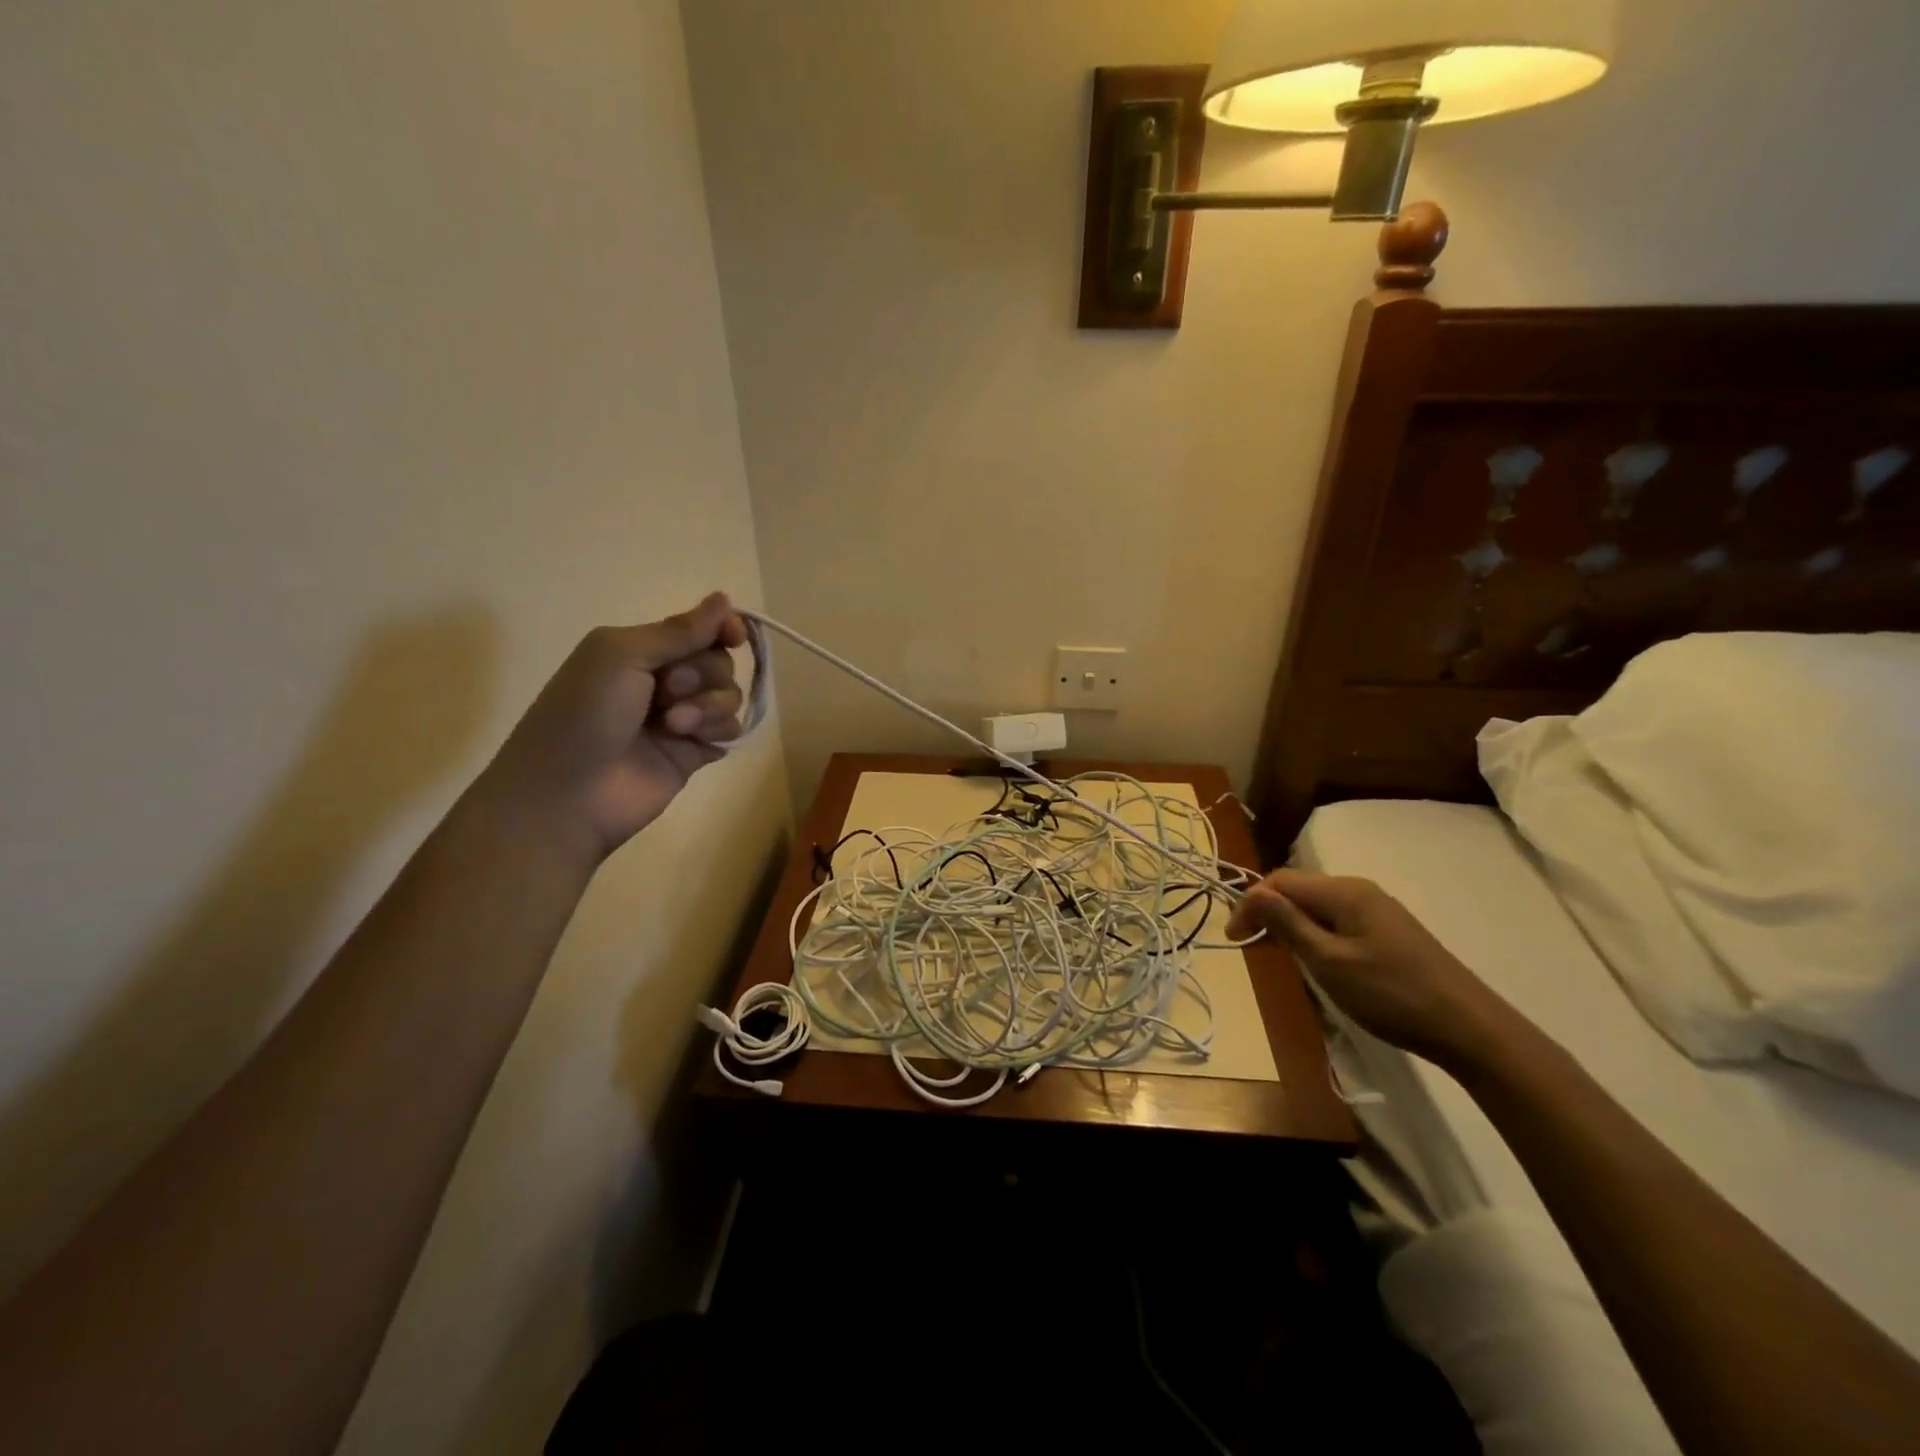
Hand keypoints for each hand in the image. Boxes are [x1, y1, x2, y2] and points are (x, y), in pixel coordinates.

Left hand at [480, 592, 749, 859]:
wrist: (568, 793)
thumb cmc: (584, 714)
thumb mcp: (621, 655)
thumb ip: (679, 630)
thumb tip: (725, 598)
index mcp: (640, 649)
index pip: (699, 629)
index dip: (723, 628)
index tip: (735, 636)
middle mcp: (663, 680)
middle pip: (720, 661)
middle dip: (703, 671)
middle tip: (667, 688)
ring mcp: (681, 718)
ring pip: (729, 695)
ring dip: (709, 704)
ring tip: (674, 724)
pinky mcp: (694, 753)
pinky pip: (731, 730)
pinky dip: (717, 730)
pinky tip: (692, 742)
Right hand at [1227, 869, 1504, 1067]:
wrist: (1468, 1027)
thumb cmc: (1391, 994)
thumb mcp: (1329, 962)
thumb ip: (1289, 924)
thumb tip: (1253, 892)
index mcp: (1343, 891)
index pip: (1279, 881)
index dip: (1250, 904)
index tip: (1233, 940)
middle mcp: (1359, 890)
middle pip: (1298, 889)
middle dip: (1268, 912)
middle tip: (1251, 948)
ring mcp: (1377, 909)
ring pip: (1317, 905)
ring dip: (1290, 924)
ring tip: (1279, 956)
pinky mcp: (1389, 930)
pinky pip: (1337, 920)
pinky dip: (1315, 933)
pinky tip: (1317, 960)